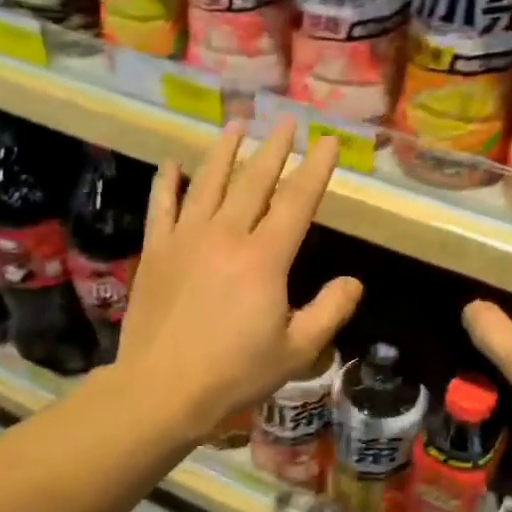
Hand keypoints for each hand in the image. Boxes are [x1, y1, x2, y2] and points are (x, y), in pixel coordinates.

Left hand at [118, 118, 361, 438]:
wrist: (162, 389)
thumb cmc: (235, 373)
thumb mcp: (297, 351)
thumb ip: (330, 312)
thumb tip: (354, 282)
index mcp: (264, 258)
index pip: (297, 201)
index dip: (315, 169)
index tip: (328, 142)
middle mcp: (226, 235)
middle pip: (254, 181)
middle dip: (274, 148)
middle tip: (286, 121)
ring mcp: (186, 239)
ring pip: (208, 182)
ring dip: (224, 150)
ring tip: (236, 124)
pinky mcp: (156, 251)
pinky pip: (162, 206)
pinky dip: (168, 182)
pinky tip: (173, 163)